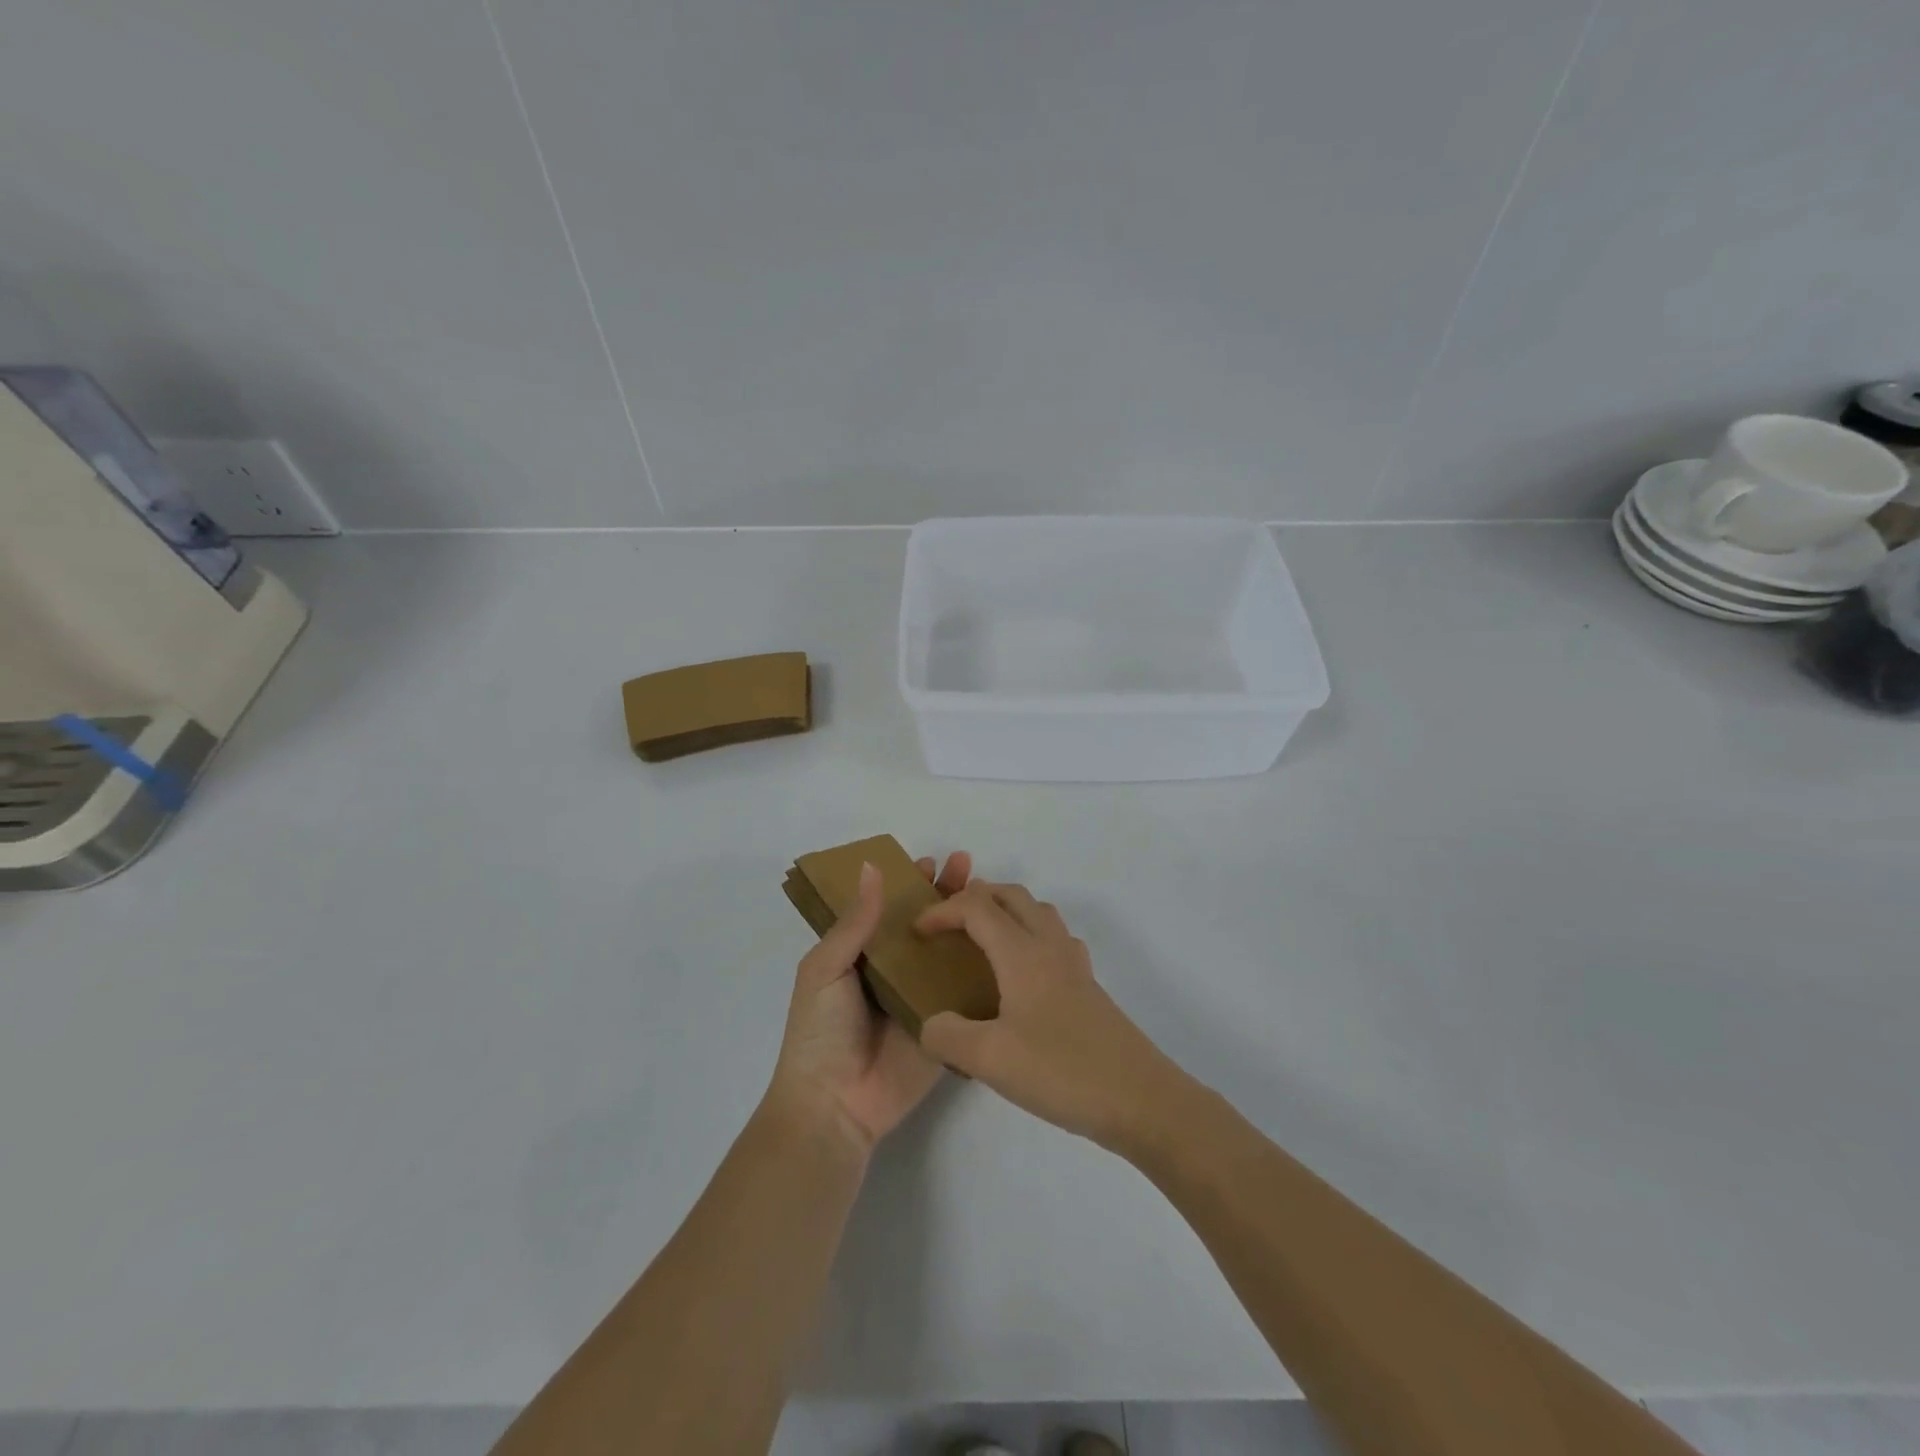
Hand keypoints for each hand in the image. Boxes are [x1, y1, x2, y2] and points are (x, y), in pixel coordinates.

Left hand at [767, 851, 971, 1152]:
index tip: (931, 860)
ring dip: (969, 924)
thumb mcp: (824, 969)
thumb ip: (853, 923)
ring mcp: (923, 999)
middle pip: (925, 925)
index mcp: (862, 955)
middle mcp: (895, 972)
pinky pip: (966, 993)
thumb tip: (872, 868)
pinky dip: (984, 969)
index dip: (909, 884)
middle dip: (945, 894)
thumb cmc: (820, 1032)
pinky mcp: (946, 1025)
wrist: (835, 1105)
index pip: (889, 909)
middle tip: (967, 865)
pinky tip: (1007, 943)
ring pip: (949, 953)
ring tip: (991, 895)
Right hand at [914, 882, 1177, 1149]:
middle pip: (1012, 896)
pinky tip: (1024, 974)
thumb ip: (947, 1036)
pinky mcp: (1090, 987)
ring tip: (983, 940)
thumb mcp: (990, 1059)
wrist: (1140, 1099)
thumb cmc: (1062, 1071)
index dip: (942, 911)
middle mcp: (1050, 946)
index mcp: (1023, 953)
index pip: (977, 908)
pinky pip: (1055, 939)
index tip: (917, 933)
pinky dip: (1031, 936)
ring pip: (1038, 912)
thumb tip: (931, 1024)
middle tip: (947, 923)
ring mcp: (1075, 965)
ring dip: (1007, 911)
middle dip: (975, 898)